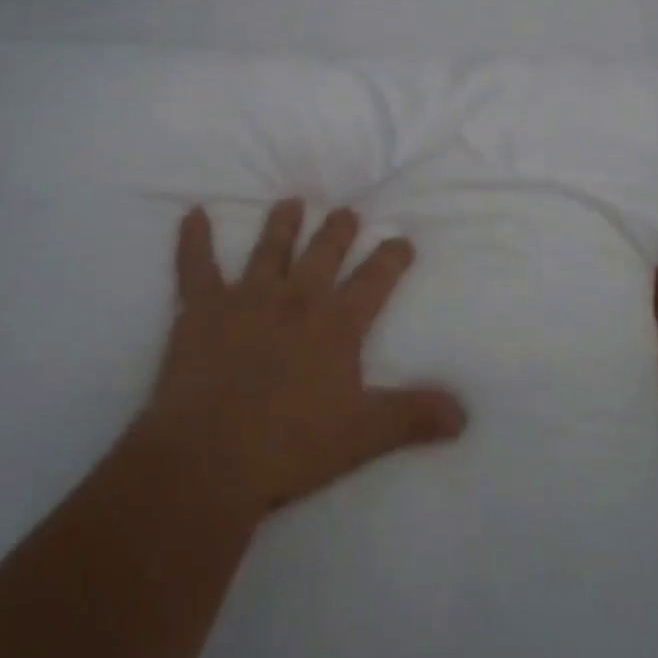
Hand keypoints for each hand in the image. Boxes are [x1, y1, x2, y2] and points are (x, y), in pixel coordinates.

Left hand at [139, 200, 467, 520]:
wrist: (212, 456)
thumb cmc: (291, 445)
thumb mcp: (363, 436)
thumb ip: (413, 417)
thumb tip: (464, 413)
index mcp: (335, 324)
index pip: (374, 280)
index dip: (391, 257)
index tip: (402, 239)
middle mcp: (295, 298)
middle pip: (323, 253)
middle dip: (338, 230)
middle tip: (346, 211)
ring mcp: (247, 298)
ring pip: (269, 248)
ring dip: (282, 223)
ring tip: (291, 202)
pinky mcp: (203, 309)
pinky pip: (195, 265)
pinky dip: (193, 239)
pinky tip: (192, 214)